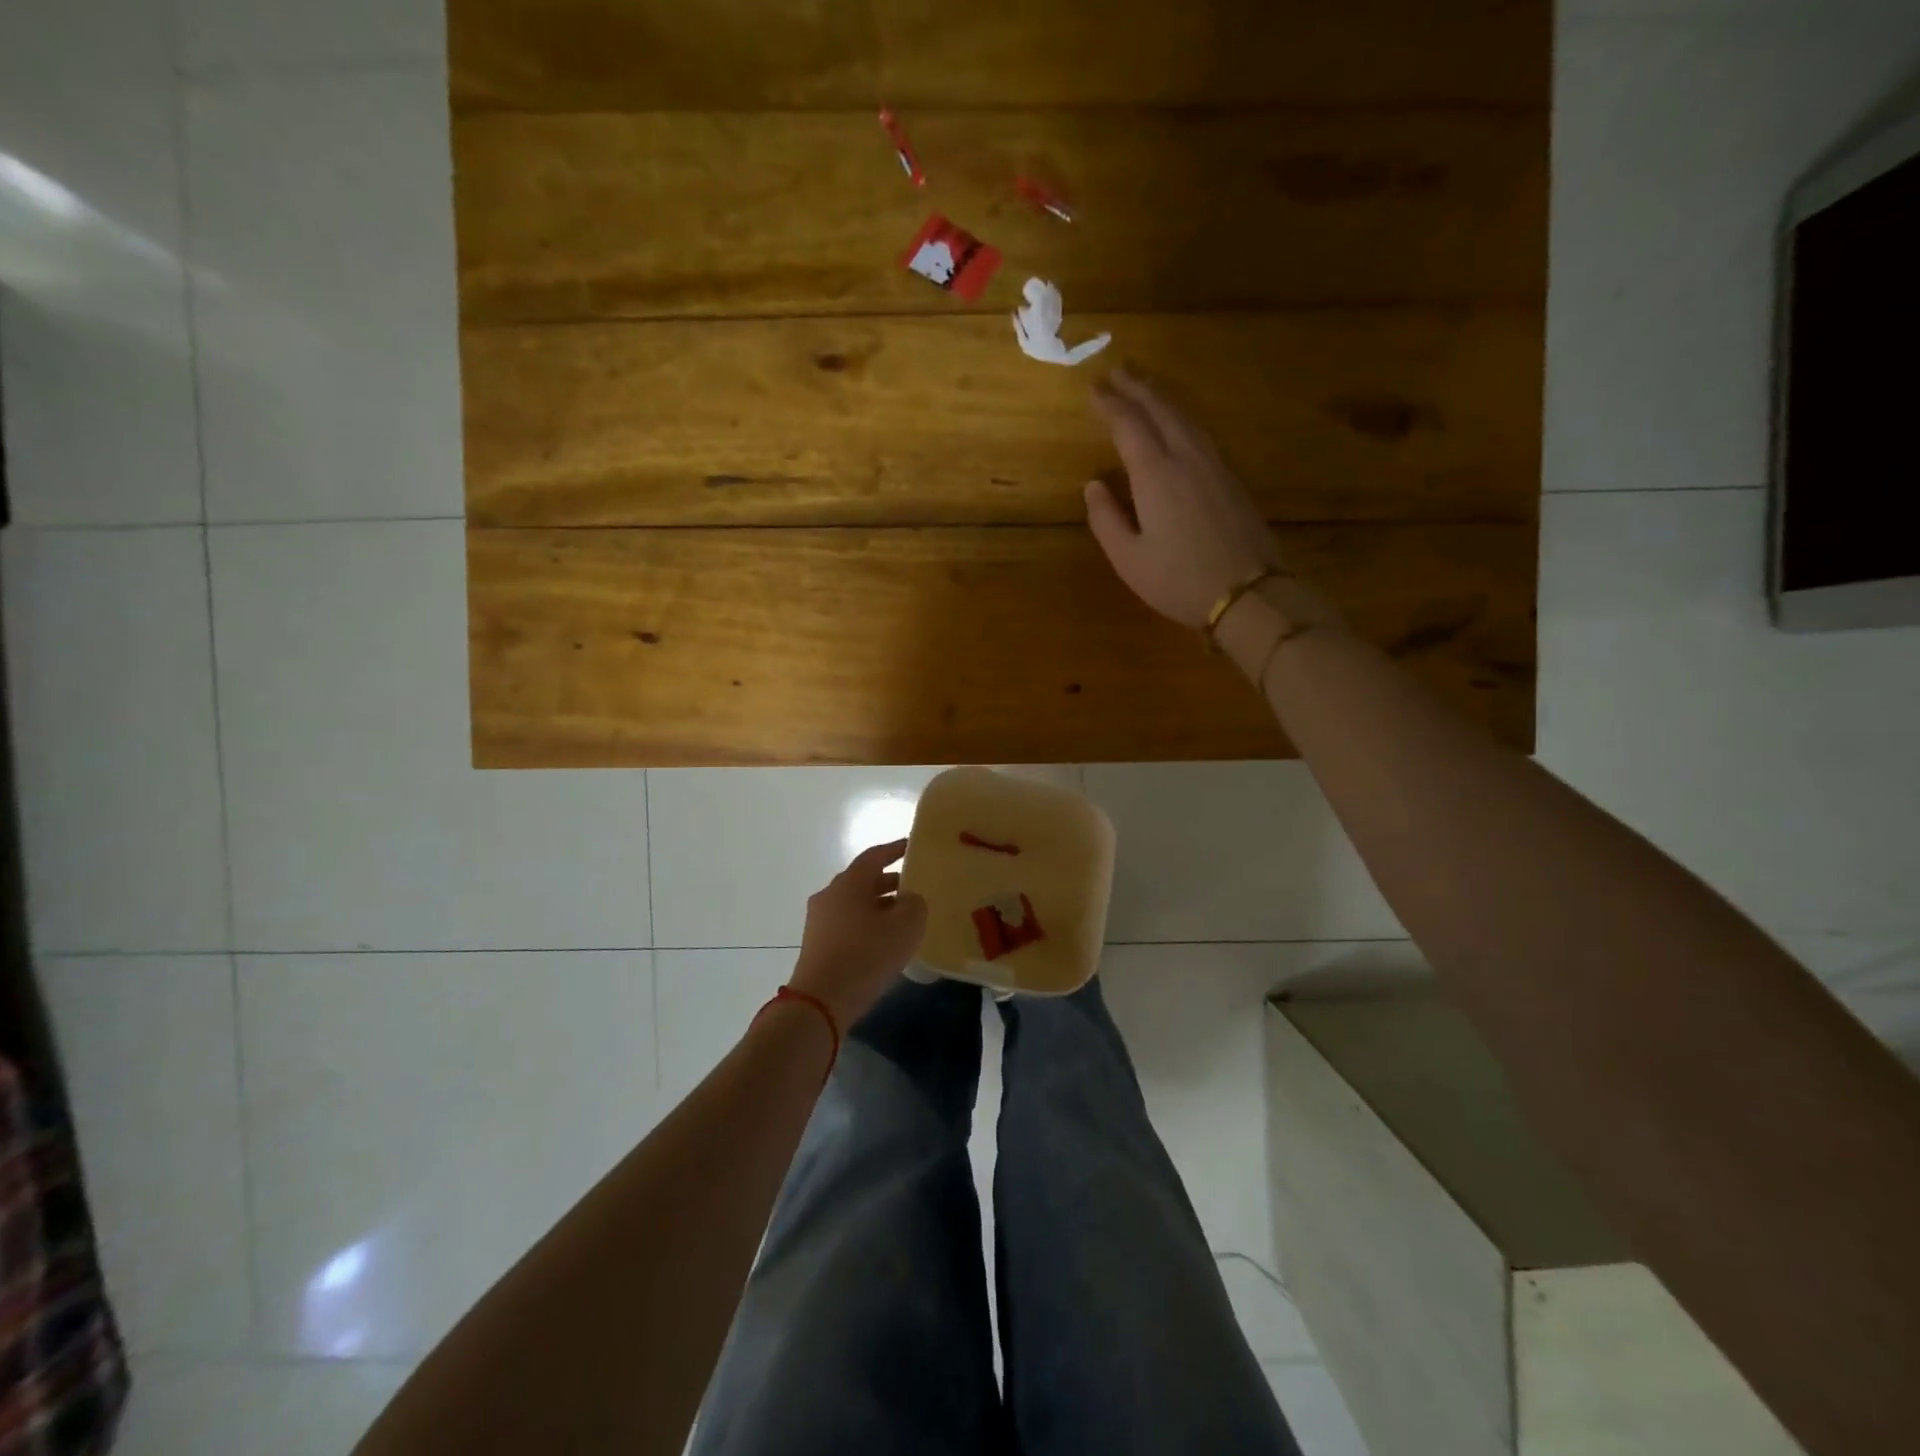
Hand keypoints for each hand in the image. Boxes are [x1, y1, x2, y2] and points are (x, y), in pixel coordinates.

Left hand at [789, 840, 927, 1030]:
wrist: (821, 1001)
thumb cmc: (867, 955)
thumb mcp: (906, 926)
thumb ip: (914, 904)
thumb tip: (908, 899)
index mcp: (849, 882)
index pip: (874, 856)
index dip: (895, 850)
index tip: (912, 846)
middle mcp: (830, 894)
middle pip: (863, 880)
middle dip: (889, 883)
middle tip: (914, 889)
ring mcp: (819, 920)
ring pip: (855, 904)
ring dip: (879, 907)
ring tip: (903, 919)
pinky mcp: (817, 944)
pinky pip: (847, 924)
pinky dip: (867, 925)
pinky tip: (884, 943)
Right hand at [1085, 369, 1282, 627]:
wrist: (1247, 593)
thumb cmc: (1178, 580)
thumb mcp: (1128, 559)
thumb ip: (1106, 518)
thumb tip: (1093, 485)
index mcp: (1156, 475)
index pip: (1129, 426)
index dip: (1110, 404)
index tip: (1094, 388)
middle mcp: (1187, 459)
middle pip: (1161, 410)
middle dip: (1137, 388)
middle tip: (1117, 371)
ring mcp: (1215, 466)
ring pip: (1186, 417)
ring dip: (1162, 397)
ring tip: (1144, 387)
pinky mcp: (1232, 479)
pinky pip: (1202, 432)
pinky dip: (1182, 416)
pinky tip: (1178, 422)